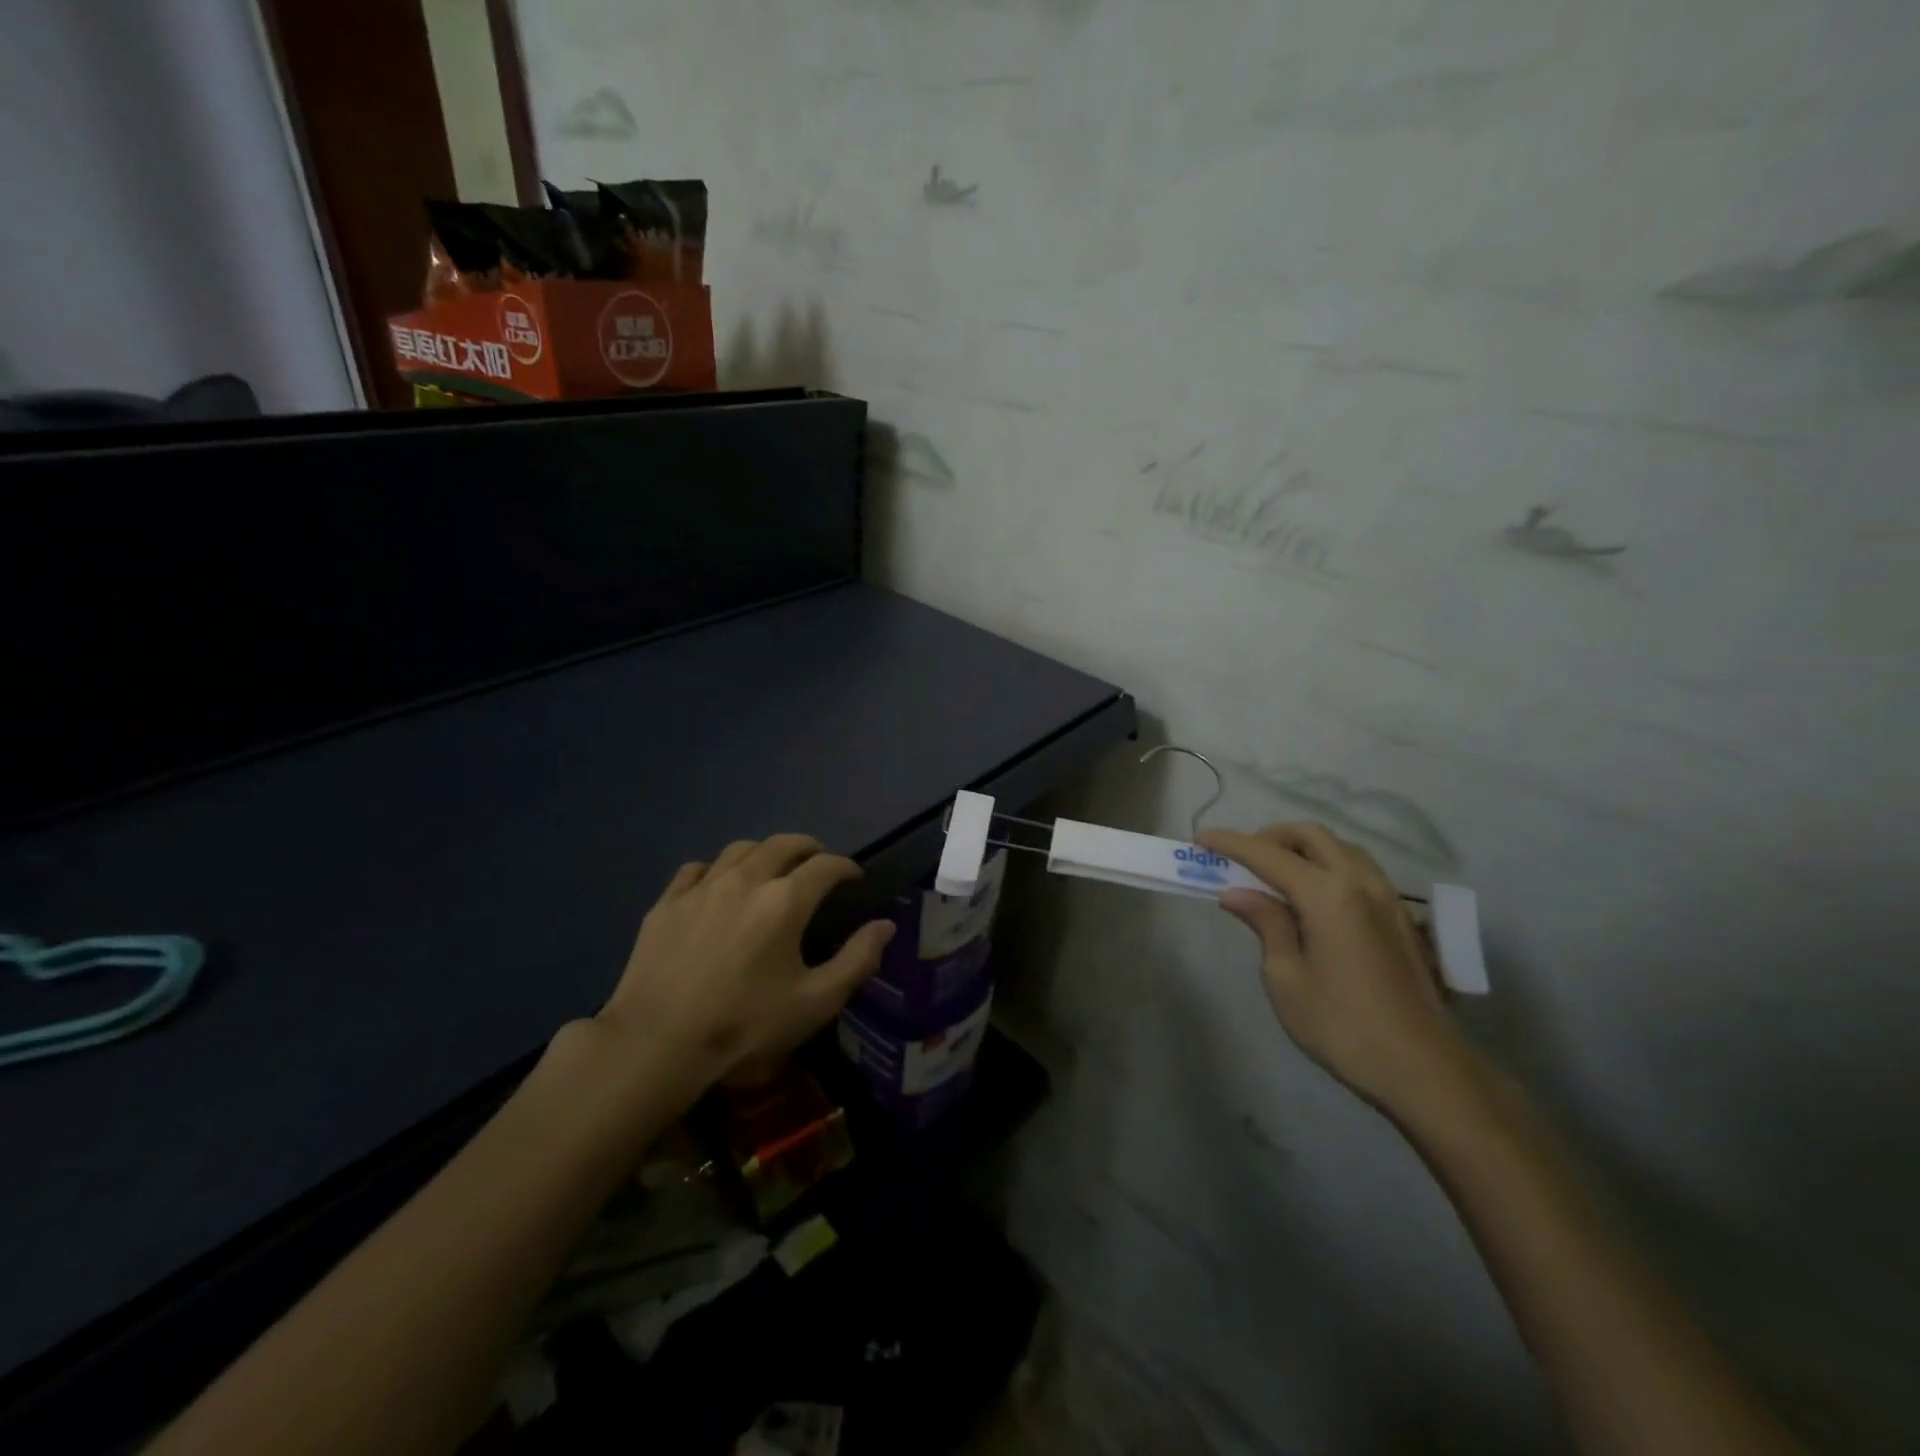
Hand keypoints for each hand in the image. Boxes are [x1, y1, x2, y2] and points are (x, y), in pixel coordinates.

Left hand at [594, 834, 895, 1095]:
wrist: (657, 1043)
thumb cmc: (745, 1025)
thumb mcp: (815, 1002)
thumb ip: (857, 960)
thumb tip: (885, 925)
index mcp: (785, 901)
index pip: (825, 865)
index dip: (845, 867)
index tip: (854, 877)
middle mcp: (746, 879)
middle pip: (783, 844)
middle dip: (808, 848)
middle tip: (817, 862)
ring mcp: (702, 887)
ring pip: (739, 849)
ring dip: (764, 852)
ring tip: (771, 867)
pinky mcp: (667, 903)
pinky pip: (697, 869)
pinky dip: (717, 869)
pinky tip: (717, 884)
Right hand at [1196, 823, 1468, 1110]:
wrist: (1424, 1069)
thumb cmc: (1342, 1026)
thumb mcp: (1286, 978)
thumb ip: (1266, 924)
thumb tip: (1238, 893)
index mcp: (1328, 895)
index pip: (1268, 855)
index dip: (1231, 843)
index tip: (1201, 838)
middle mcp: (1361, 882)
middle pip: (1310, 836)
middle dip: (1270, 837)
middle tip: (1241, 860)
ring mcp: (1388, 897)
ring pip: (1339, 848)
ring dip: (1302, 849)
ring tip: (1275, 876)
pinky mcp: (1401, 917)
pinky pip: (1359, 870)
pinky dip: (1328, 866)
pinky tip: (1313, 898)